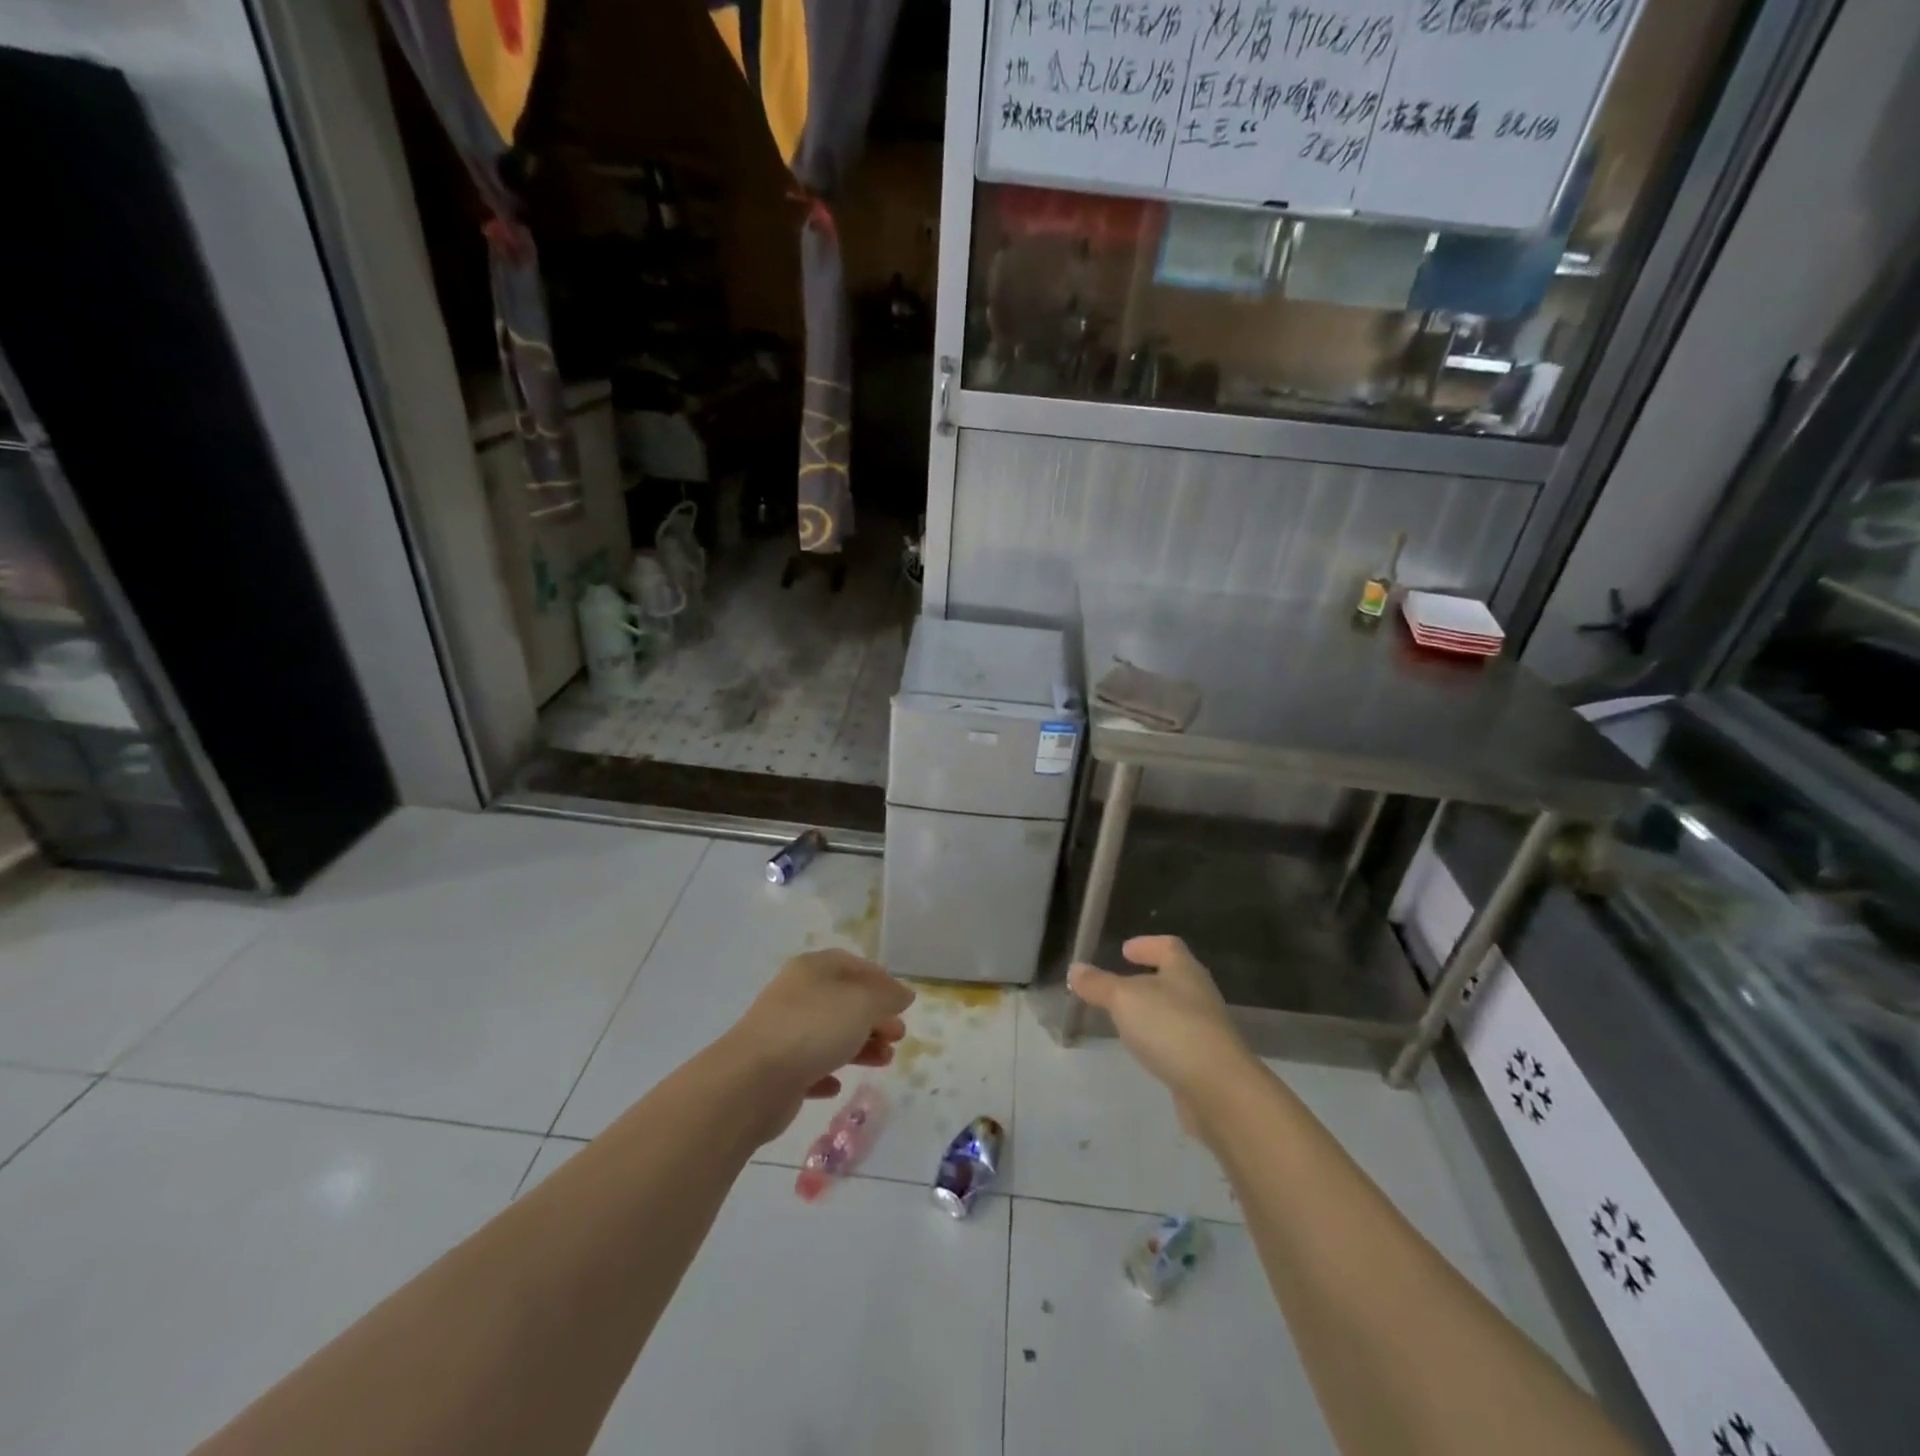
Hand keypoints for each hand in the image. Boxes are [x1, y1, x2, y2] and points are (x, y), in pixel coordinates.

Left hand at [722, 949, 914, 1141]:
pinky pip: (809, 1067)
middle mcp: (797, 994)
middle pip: (844, 1001)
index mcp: (814, 968)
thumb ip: (887, 996)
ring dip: (860, 1046)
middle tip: (898, 1036)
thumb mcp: (862, 1003)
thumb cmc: (813, 1029)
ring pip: (830, 1034)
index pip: (853, 965)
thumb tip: (903, 994)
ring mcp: (784, 1032)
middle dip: (875, 1017)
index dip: (881, 981)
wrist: (752, 1081)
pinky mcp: (777, 1069)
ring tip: (885, 1061)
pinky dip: (828, 1072)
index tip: (903, 1003)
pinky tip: (838, 1085)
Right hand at [1068, 935, 1259, 1137]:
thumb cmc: (1171, 1028)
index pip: (1168, 946)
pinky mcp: (1206, 1062)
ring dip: (1152, 1011)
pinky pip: (1178, 1041)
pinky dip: (1159, 1039)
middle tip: (1118, 985)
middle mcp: (1199, 995)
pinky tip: (1144, 1050)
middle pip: (1173, 978)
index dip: (1146, 944)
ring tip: (1125, 1019)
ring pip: (1175, 1010)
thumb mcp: (1124, 999)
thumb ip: (1098, 984)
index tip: (1124, 950)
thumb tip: (1075, 969)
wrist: (1219, 1090)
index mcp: (1184, 971)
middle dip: (1147, 978)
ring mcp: (1206, 1030)